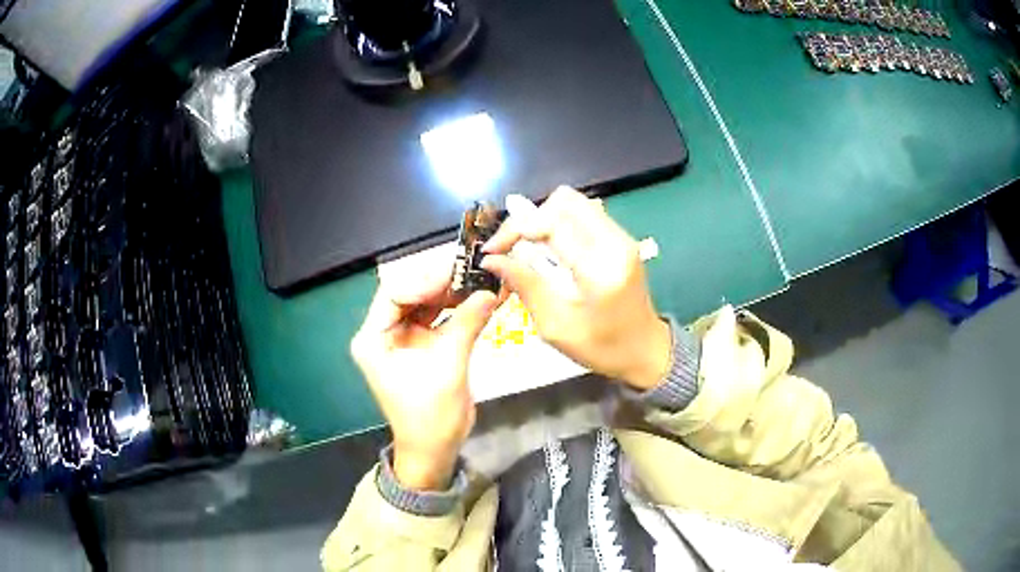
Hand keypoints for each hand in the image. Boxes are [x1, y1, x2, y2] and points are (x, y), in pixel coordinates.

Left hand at [351, 246, 497, 490]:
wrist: (434, 451)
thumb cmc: (431, 416)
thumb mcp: (449, 367)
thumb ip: (467, 324)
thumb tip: (492, 290)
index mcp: (374, 338)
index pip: (395, 293)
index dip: (426, 280)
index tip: (458, 274)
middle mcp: (383, 333)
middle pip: (411, 294)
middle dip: (443, 284)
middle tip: (475, 272)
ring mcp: (402, 338)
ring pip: (426, 304)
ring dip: (453, 294)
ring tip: (482, 282)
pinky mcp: (420, 346)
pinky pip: (438, 319)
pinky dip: (458, 310)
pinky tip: (481, 300)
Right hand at [481, 187, 670, 389]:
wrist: (647, 350)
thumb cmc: (602, 348)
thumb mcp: (556, 326)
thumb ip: (526, 286)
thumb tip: (492, 259)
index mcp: (600, 268)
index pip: (552, 224)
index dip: (516, 229)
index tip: (492, 250)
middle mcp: (615, 242)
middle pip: (564, 201)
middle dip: (530, 219)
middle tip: (512, 247)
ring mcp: (622, 237)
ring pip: (575, 202)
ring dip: (545, 218)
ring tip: (528, 247)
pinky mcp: (622, 238)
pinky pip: (585, 214)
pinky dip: (560, 223)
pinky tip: (551, 249)